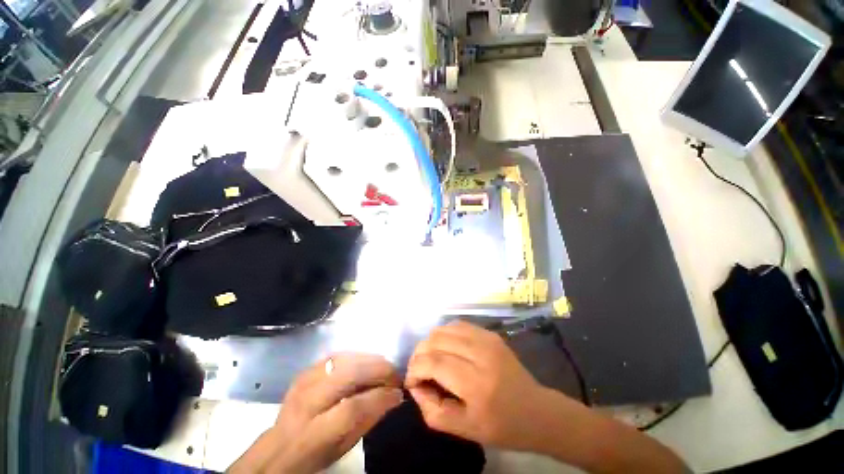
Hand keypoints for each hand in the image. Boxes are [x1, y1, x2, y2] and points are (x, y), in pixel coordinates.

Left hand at [229, 353, 401, 473]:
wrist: (277, 448)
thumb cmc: (314, 455)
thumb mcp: (341, 450)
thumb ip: (367, 422)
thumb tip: (393, 397)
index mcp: (312, 434)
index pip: (351, 409)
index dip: (380, 397)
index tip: (399, 392)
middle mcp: (304, 402)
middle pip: (347, 375)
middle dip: (377, 370)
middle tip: (394, 373)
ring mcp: (303, 382)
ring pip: (342, 360)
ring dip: (368, 359)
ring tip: (383, 366)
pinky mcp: (305, 370)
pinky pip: (336, 356)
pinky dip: (355, 356)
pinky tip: (365, 362)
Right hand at [405, 320, 557, 450]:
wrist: (536, 411)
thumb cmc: (501, 427)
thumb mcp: (464, 430)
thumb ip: (433, 410)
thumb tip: (415, 387)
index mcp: (476, 384)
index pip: (433, 363)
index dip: (414, 369)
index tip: (411, 382)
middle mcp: (480, 354)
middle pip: (436, 340)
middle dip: (418, 354)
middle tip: (418, 371)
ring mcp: (486, 339)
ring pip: (444, 329)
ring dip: (430, 343)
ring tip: (429, 359)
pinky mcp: (489, 333)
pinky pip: (457, 325)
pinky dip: (444, 335)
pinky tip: (444, 348)